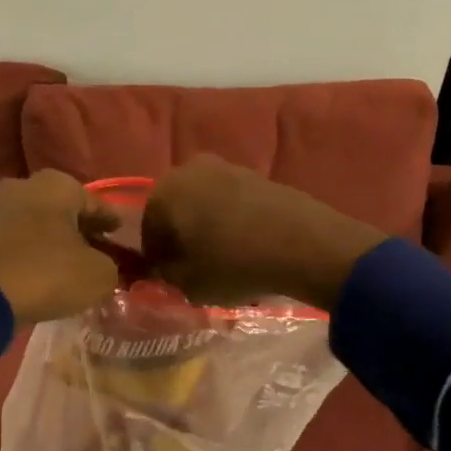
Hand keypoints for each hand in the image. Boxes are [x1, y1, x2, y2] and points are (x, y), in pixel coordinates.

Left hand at [0, 171, 120, 324]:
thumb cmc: (47, 273)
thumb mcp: (98, 275)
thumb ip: (111, 266)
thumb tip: (104, 267)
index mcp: (58, 184)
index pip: (96, 204)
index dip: (111, 224)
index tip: (122, 240)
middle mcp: (25, 185)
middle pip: (64, 211)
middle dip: (80, 230)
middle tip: (97, 254)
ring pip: (38, 224)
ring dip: (54, 242)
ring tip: (69, 267)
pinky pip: (17, 241)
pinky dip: (31, 253)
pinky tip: (41, 273)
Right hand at [140, 155, 384, 308]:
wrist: (303, 244)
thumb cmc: (232, 264)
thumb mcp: (187, 283)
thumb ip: (165, 273)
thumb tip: (164, 266)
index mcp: (163, 192)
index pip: (147, 231)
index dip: (157, 259)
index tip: (170, 279)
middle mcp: (189, 170)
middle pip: (175, 211)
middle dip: (181, 238)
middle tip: (194, 268)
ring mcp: (226, 167)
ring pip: (203, 204)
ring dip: (207, 228)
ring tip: (223, 258)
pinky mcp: (257, 175)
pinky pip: (231, 202)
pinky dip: (231, 221)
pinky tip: (246, 246)